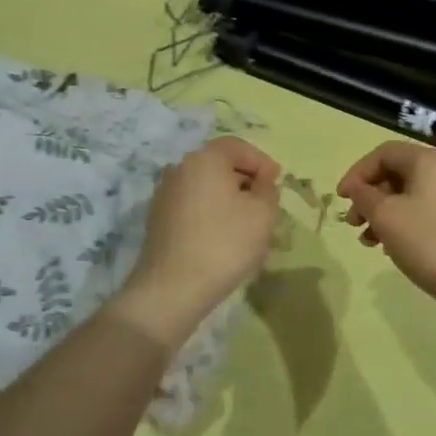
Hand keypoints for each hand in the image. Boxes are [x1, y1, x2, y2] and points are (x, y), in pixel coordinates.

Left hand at [120, 137, 281, 337]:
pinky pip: (193, 206)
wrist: (172, 289)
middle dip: (246, 181)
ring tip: (248, 226)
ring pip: (207, 188)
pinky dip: (212, 214)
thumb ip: (268, 190)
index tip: (277, 183)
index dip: (261, 162)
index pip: (237, 146)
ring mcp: (165, 195)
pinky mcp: (158, 220)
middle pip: (220, 165)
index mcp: (204, 159)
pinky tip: (224, 239)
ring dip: (229, 200)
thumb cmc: (224, 243)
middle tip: (266, 205)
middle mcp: (180, 169)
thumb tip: (260, 183)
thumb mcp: (263, 213)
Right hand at [336, 142, 435, 309]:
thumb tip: (358, 188)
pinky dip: (403, 223)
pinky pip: (424, 211)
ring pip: (409, 195)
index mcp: (429, 160)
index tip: (342, 199)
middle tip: (353, 223)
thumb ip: (364, 196)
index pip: (384, 153)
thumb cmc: (428, 241)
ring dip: (383, 213)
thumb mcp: (386, 216)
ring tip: (369, 241)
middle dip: (369, 196)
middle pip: (397, 173)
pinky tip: (391, 247)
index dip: (357, 173)